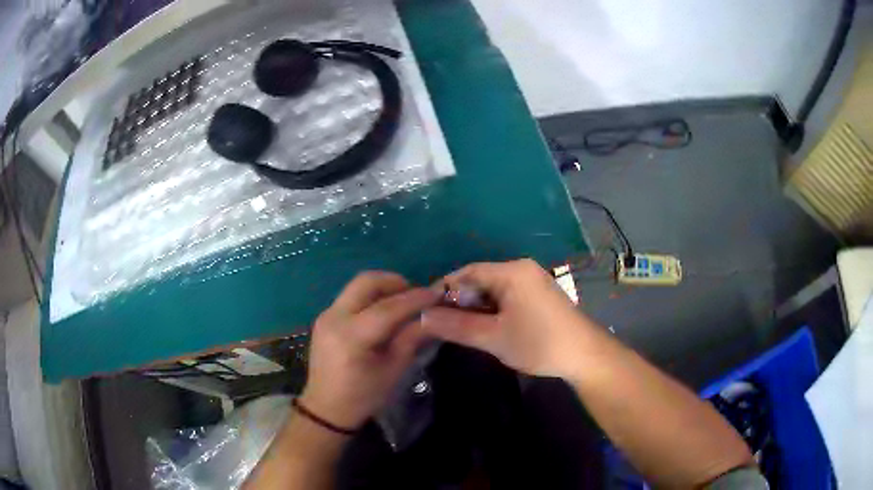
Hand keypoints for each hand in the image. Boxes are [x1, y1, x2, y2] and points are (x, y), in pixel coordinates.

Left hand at [299, 271, 438, 429]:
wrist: (327, 408)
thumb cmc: (364, 396)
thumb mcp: (394, 370)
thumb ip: (411, 338)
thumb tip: (433, 315)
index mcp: (351, 336)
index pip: (388, 307)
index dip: (415, 298)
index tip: (437, 293)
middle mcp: (334, 318)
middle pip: (366, 282)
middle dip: (395, 282)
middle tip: (416, 295)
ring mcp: (326, 315)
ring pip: (357, 286)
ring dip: (383, 287)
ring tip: (403, 302)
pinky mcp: (324, 317)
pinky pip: (351, 296)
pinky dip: (371, 297)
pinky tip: (384, 312)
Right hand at [422, 259, 600, 377]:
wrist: (584, 355)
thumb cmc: (538, 343)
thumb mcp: (493, 337)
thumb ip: (456, 325)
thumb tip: (423, 317)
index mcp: (512, 271)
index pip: (467, 272)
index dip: (444, 289)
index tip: (426, 310)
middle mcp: (522, 269)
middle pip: (480, 279)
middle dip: (460, 300)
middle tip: (442, 324)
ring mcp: (533, 281)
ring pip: (493, 289)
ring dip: (476, 307)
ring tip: (460, 328)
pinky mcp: (539, 294)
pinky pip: (507, 296)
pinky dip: (492, 309)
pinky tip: (486, 327)